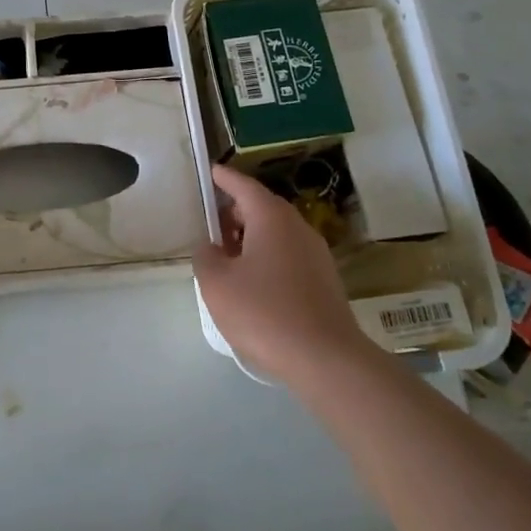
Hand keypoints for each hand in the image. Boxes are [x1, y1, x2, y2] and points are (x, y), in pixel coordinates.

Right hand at [192, 163, 367, 381]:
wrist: (325, 358)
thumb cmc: (264, 312)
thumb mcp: (217, 284)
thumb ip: (206, 257)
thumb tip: (211, 247)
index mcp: (271, 218)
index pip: (244, 186)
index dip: (224, 178)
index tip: (211, 171)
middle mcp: (297, 228)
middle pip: (262, 208)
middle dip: (235, 212)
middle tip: (211, 225)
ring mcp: (315, 254)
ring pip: (276, 233)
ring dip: (250, 238)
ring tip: (227, 258)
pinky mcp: (324, 279)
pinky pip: (288, 255)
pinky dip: (266, 257)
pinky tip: (252, 283)